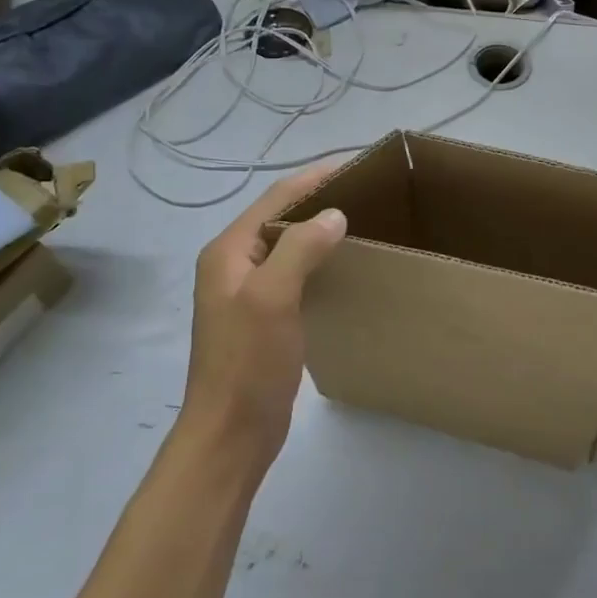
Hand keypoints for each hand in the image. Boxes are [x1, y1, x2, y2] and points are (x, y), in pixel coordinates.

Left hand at [181, 163, 346, 468]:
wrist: (231, 433)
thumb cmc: (248, 363)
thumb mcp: (272, 298)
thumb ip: (300, 249)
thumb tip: (334, 214)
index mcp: (229, 251)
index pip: (276, 198)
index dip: (314, 177)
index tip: (357, 164)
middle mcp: (234, 264)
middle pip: (281, 217)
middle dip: (319, 199)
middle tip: (368, 192)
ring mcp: (248, 292)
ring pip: (289, 246)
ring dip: (320, 229)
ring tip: (363, 220)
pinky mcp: (264, 316)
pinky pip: (294, 273)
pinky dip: (318, 260)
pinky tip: (345, 265)